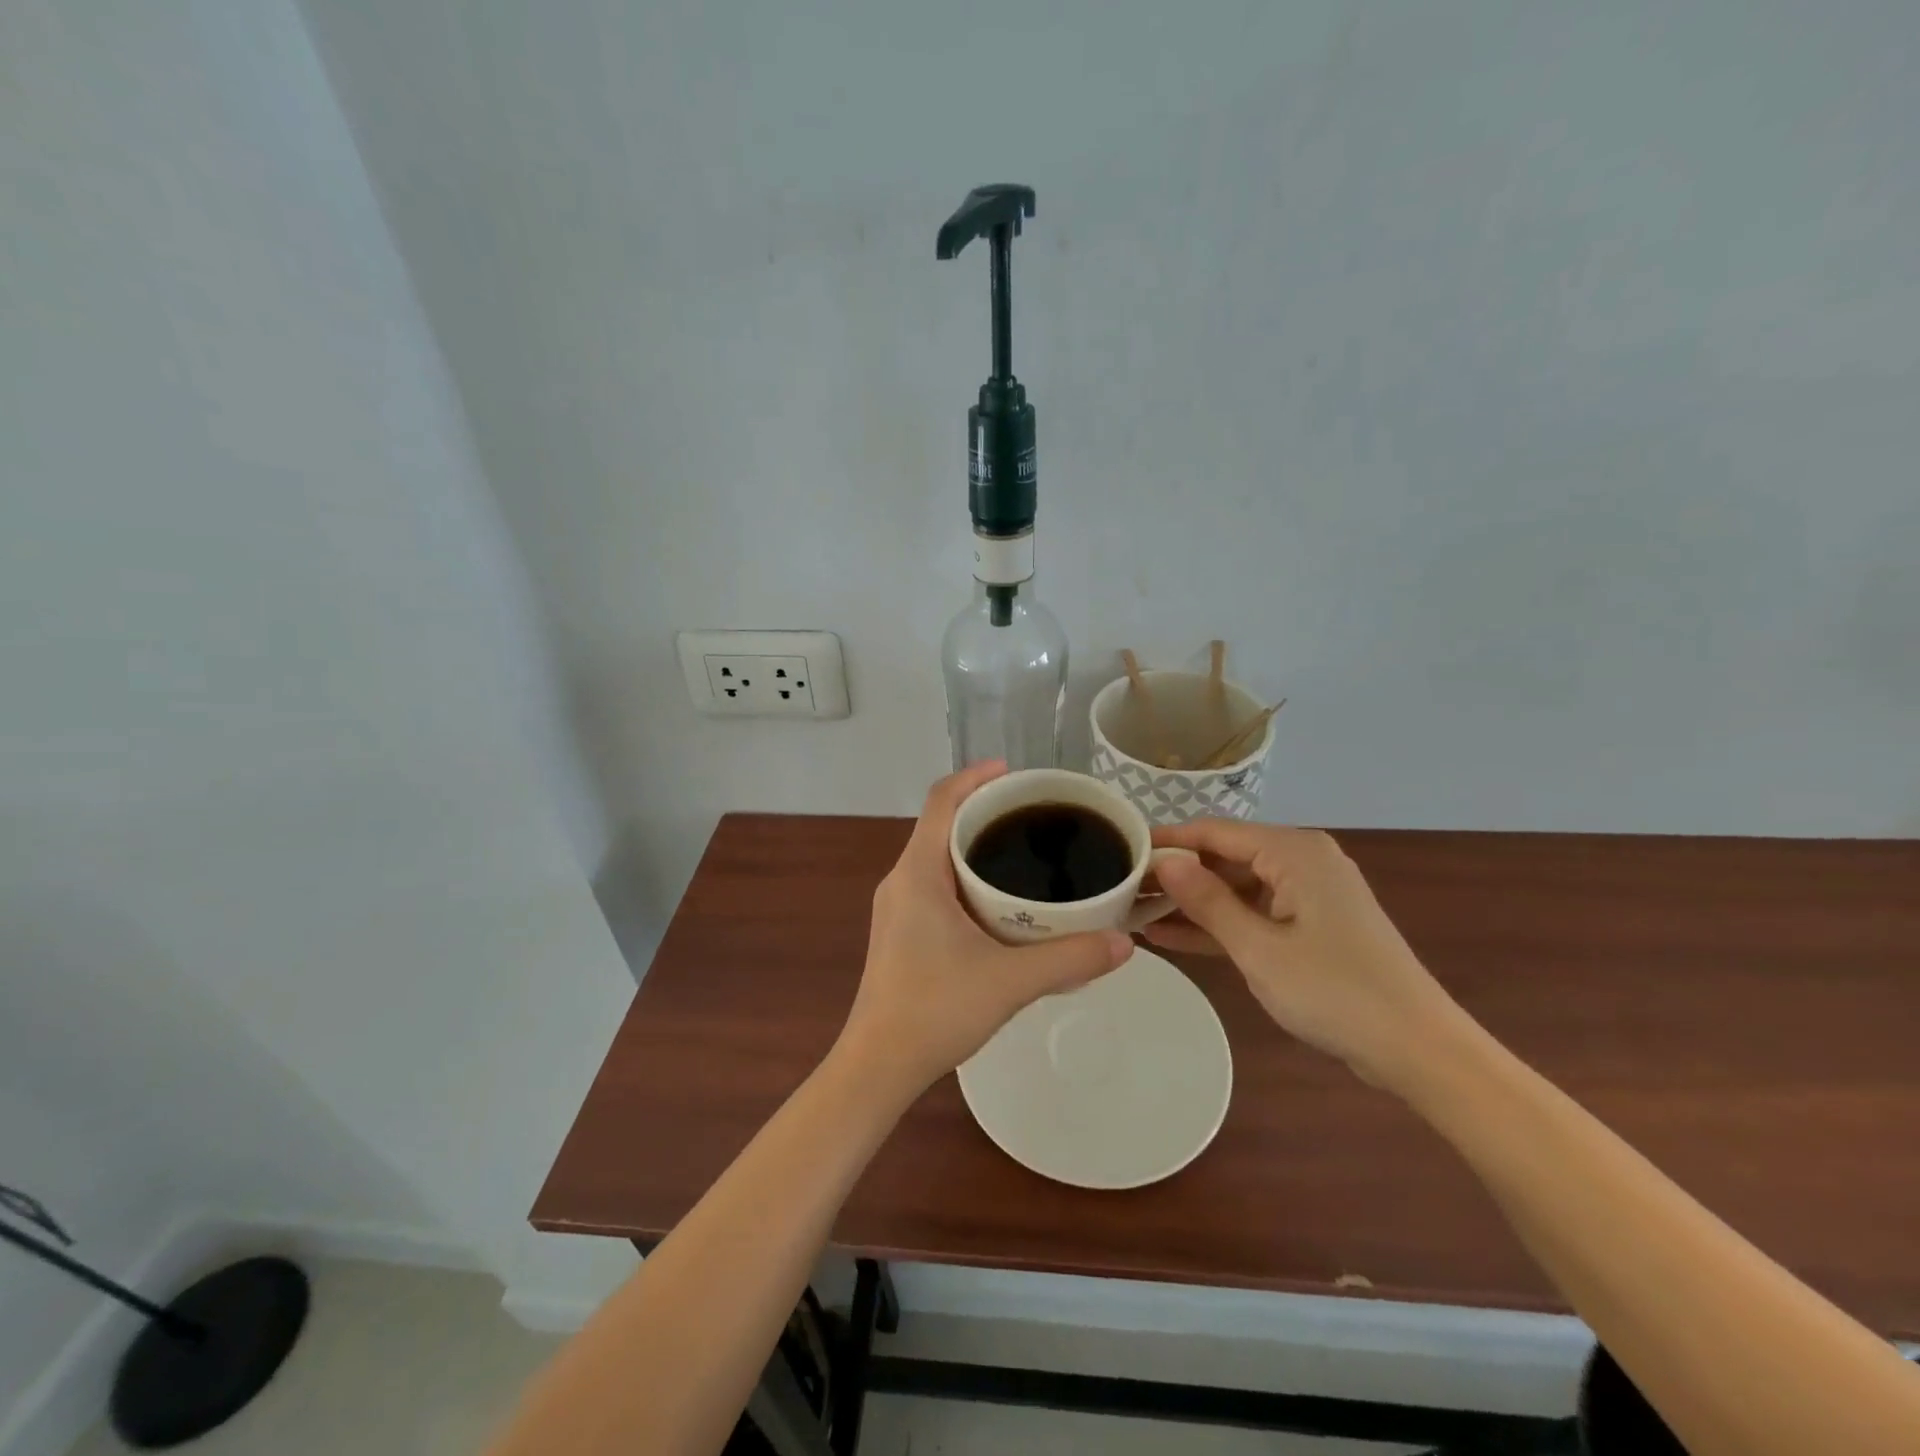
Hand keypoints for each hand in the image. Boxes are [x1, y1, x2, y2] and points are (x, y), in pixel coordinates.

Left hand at [835, 762, 1133, 1101]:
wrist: (878, 1066)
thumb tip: (1125, 942)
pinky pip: (934, 883)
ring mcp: (896, 907)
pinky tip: (1000, 902)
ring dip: (974, 846)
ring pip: (937, 856)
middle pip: (940, 824)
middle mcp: (901, 880)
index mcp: (918, 873)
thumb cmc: (935, 1011)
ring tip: (1024, 853)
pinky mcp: (900, 930)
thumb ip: (1070, 958)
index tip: (1014, 773)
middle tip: (1034, 816)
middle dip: (984, 812)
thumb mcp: (1010, 981)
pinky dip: (966, 876)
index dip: (975, 777)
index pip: (940, 801)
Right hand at [1143, 820, 1466, 1093]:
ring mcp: (1307, 894)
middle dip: (1175, 875)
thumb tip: (1165, 860)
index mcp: (1293, 852)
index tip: (1120, 853)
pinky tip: (1171, 936)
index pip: (1213, 831)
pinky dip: (1219, 924)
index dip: (1165, 841)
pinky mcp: (1310, 925)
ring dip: (1191, 903)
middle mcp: (1300, 860)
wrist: (1418, 1049)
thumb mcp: (1259, 948)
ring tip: (1135, 914)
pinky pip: (1253, 913)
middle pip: (1223, 856)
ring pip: (1235, 887)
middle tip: (1121, 891)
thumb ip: (1208, 900)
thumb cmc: (1336, 992)